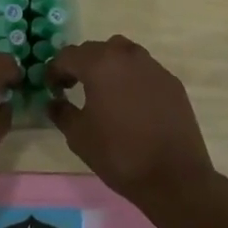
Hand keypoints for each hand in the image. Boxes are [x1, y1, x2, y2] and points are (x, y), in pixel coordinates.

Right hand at [47, 35, 218, 213]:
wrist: (175, 177)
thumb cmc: (120, 154)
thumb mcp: (79, 137)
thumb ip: (61, 112)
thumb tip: (53, 101)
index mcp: (100, 64)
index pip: (68, 56)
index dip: (55, 71)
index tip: (52, 88)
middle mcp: (126, 55)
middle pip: (95, 50)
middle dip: (81, 65)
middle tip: (73, 87)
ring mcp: (152, 66)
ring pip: (122, 53)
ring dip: (108, 65)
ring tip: (104, 91)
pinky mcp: (171, 81)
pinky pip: (143, 70)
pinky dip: (131, 78)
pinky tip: (131, 103)